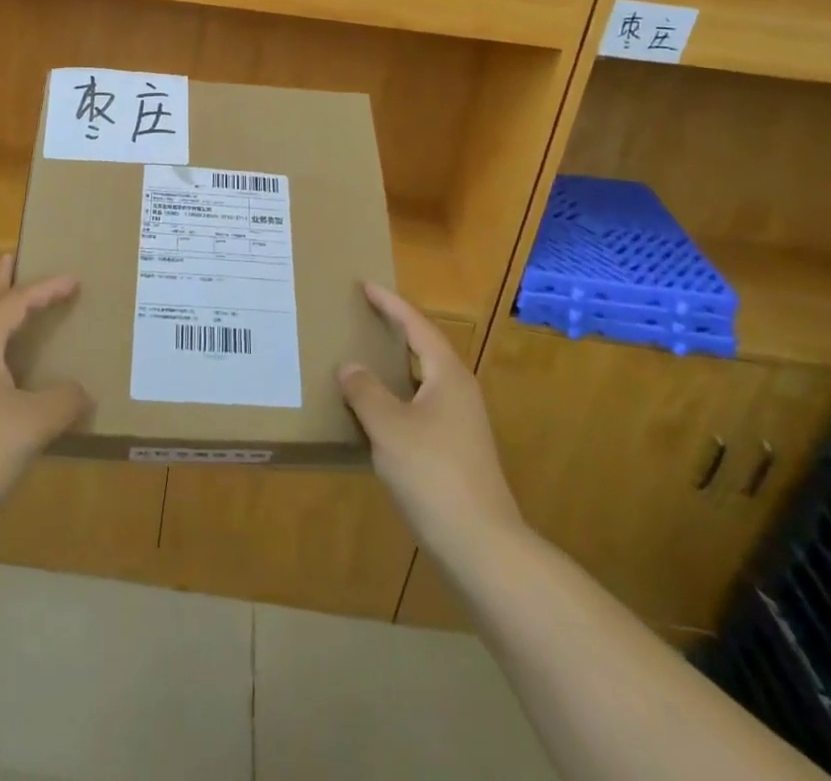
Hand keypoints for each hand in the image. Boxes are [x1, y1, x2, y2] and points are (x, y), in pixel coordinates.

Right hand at [339, 282, 519, 562]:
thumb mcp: (389, 427)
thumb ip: (365, 391)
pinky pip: (422, 406)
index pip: (417, 325)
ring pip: (423, 379)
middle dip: (395, 329)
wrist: (481, 545)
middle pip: (425, 348)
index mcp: (447, 375)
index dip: (390, 304)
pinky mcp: (457, 450)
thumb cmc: (433, 474)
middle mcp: (459, 391)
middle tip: (363, 315)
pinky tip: (377, 413)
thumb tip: (349, 366)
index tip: (366, 285)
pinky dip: (398, 396)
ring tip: (364, 358)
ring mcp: (462, 422)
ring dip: (395, 365)